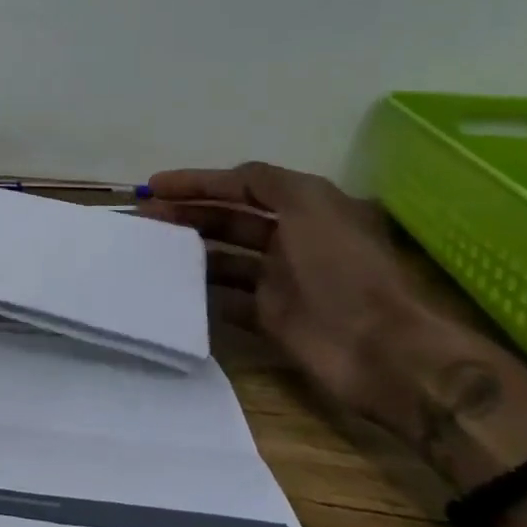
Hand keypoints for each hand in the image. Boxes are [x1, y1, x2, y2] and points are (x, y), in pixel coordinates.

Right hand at [135, 161, 486, 444]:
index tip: (155, 187)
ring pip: (222, 257)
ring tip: (150, 250)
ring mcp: (281, 281)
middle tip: (145, 218)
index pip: (243, 185)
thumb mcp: (311, 204)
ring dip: (188, 250)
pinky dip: (199, 292)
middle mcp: (292, 241)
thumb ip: (267, 181)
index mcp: (307, 210)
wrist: (381, 350)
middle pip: (229, 219)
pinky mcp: (270, 318)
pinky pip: (225, 298)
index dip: (199, 182)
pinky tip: (169, 286)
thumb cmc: (343, 268)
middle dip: (187, 213)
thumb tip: (228, 176)